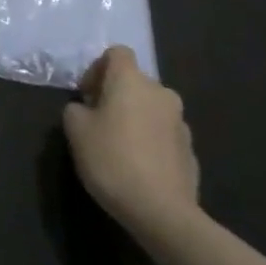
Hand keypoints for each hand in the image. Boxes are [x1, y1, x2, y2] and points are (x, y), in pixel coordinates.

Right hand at [62, 46, 199, 244]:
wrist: (162, 211)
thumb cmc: (112, 159)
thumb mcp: (74, 129)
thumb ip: (76, 108)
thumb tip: (87, 109)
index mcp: (132, 80)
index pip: (117, 53)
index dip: (98, 68)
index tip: (87, 95)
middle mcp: (161, 93)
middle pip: (135, 82)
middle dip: (116, 95)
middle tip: (98, 122)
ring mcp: (180, 122)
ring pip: (150, 108)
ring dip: (134, 118)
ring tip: (118, 147)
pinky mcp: (191, 150)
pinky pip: (163, 134)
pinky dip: (150, 141)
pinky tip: (137, 166)